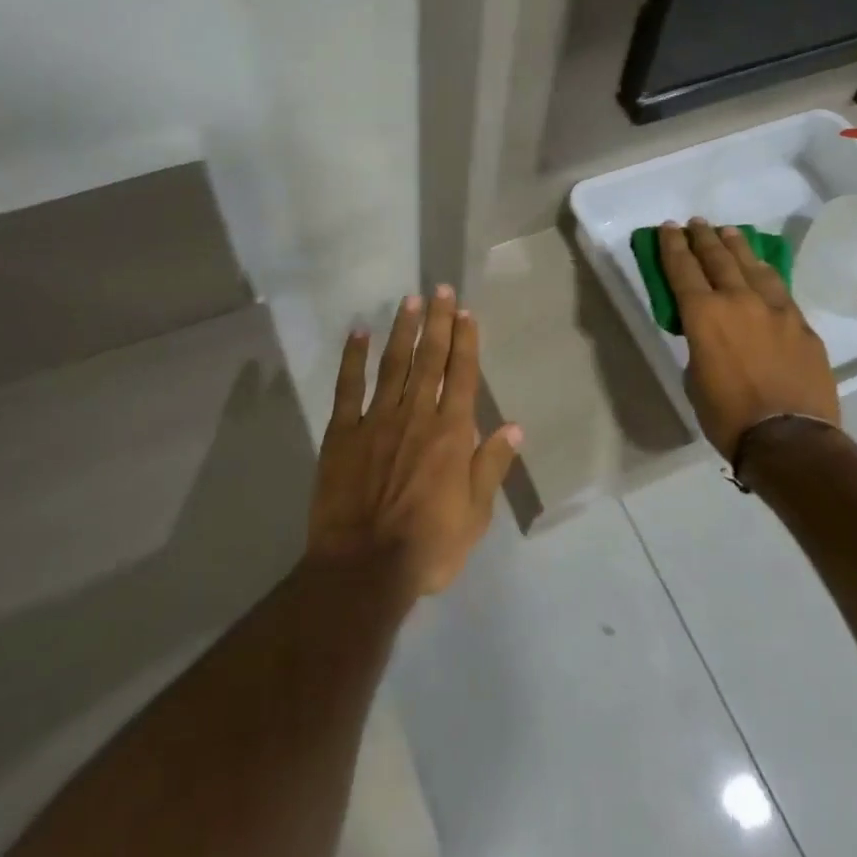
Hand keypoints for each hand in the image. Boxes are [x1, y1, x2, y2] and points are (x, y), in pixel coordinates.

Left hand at [308, 286, 522, 597]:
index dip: (465, 340)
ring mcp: (377, 419)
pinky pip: (348, 386)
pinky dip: (353, 357)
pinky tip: (358, 332)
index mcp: (451, 433)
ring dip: (402, 330)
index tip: (465, 311)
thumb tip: (514, 427)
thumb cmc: (428, 546)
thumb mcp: (475, 515)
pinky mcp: (343, 432)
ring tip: (408, 301)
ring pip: (393, 364)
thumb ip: (491, 466)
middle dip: (437, 322)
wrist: (364, 568)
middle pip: (430, 359)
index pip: (462, 375)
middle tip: (439, 289)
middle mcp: (416, 415)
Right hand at [658, 219, 840, 461]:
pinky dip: (765, 273)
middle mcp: (738, 301)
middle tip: (695, 223)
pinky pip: (779, 289)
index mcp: (703, 315)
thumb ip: (700, 346)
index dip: (672, 246)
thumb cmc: (728, 416)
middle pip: (718, 258)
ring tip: (728, 232)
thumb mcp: (695, 379)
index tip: (668, 228)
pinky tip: (762, 269)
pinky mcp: (802, 325)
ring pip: (753, 266)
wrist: (790, 440)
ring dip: (737, 246)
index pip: (682, 269)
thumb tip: (711, 337)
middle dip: (703, 237)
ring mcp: (776, 310)